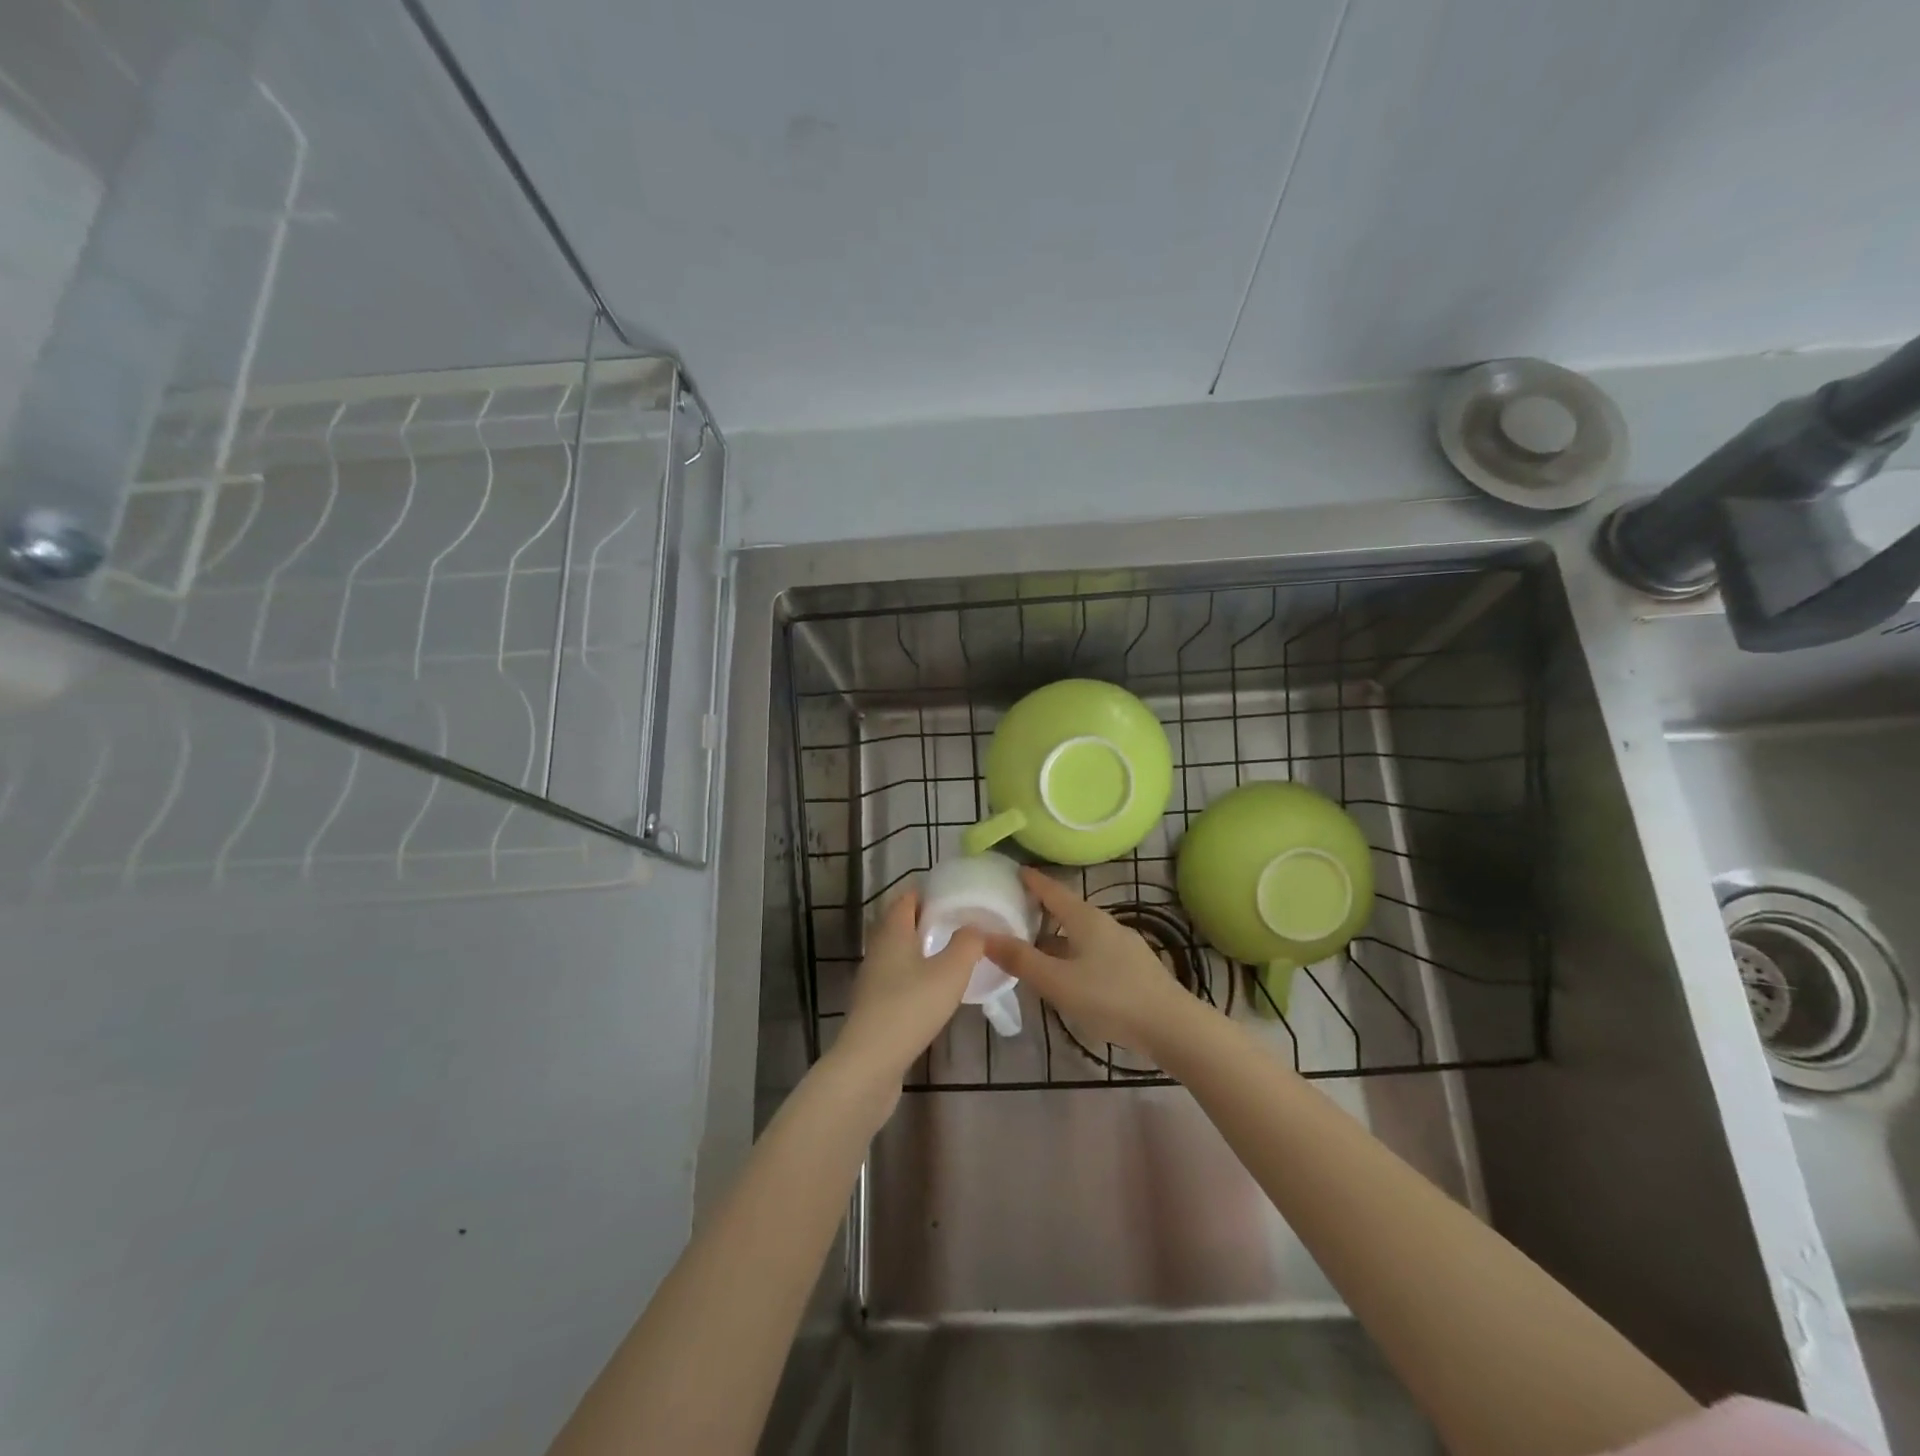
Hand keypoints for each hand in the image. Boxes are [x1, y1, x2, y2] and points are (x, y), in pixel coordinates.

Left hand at [829, 891, 981, 1090]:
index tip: (953, 895)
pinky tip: (934, 991)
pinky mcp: (873, 1007)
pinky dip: (915, 976)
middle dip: (926, 921)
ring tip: (952, 956)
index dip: (927, 892)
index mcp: (892, 932)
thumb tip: (975, 927)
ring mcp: (872, 980)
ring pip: (898, 953)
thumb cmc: (911, 1007)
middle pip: (900, 924)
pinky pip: (897, 979)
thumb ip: (968, 943)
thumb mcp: (951, 971)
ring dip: (921, 950)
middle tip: (958, 925)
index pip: (906, 898)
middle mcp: (877, 949)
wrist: (870, 1063)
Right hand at [983, 869, 1198, 1056]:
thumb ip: (1021, 960)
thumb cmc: (1110, 999)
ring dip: (1057, 936)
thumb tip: (984, 937)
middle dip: (1042, 910)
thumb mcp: (1057, 982)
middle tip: (1015, 912)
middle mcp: (1105, 924)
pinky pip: (1094, 950)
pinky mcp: (1134, 967)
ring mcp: (1123, 945)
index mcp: (1085, 919)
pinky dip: (1073, 953)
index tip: (1013, 871)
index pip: (1052, 890)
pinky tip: (1068, 974)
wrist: (1173, 1027)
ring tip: (1035, 947)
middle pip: (1067, 910)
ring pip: (1081, 933)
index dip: (1032, 880)